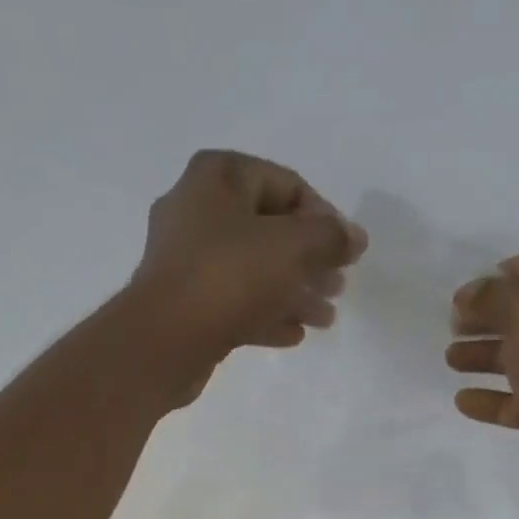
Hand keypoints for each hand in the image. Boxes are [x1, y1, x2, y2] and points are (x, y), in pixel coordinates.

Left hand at [131, 150, 367, 362]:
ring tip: (325, 319)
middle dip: (310, 261)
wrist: (164, 342)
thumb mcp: (292, 248)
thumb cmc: (229, 277)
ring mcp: (187, 261)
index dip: (324, 218)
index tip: (347, 254)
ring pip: (253, 271)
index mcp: (218, 177)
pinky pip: (234, 303)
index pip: (287, 185)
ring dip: (293, 293)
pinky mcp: (185, 304)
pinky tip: (293, 335)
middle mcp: (197, 210)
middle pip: (269, 231)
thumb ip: (330, 238)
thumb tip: (354, 238)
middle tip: (338, 289)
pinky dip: (265, 315)